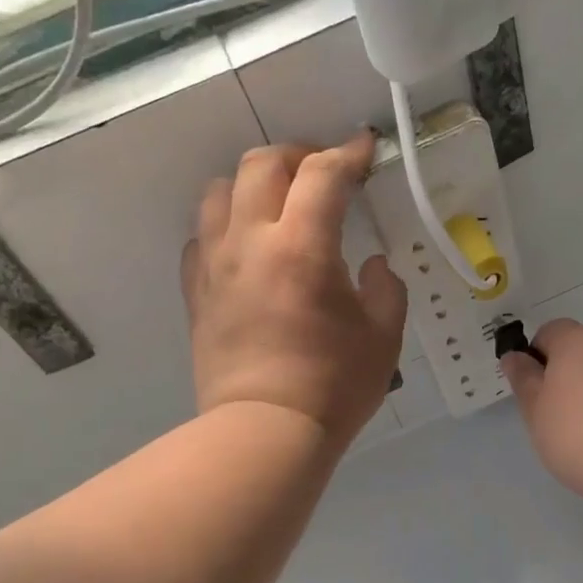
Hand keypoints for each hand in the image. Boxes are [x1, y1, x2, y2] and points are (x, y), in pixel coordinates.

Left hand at [182, 133, 406, 446]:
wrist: (265, 433)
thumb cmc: (333, 386)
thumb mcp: (384, 336)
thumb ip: (386, 289)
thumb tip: (372, 266)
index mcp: (302, 246)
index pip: (323, 174)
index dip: (348, 152)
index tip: (366, 149)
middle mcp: (250, 241)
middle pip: (261, 164)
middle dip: (298, 156)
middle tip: (323, 176)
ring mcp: (215, 265)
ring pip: (220, 191)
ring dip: (254, 184)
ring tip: (279, 205)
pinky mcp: (196, 292)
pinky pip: (201, 237)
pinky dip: (226, 226)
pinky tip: (247, 248)